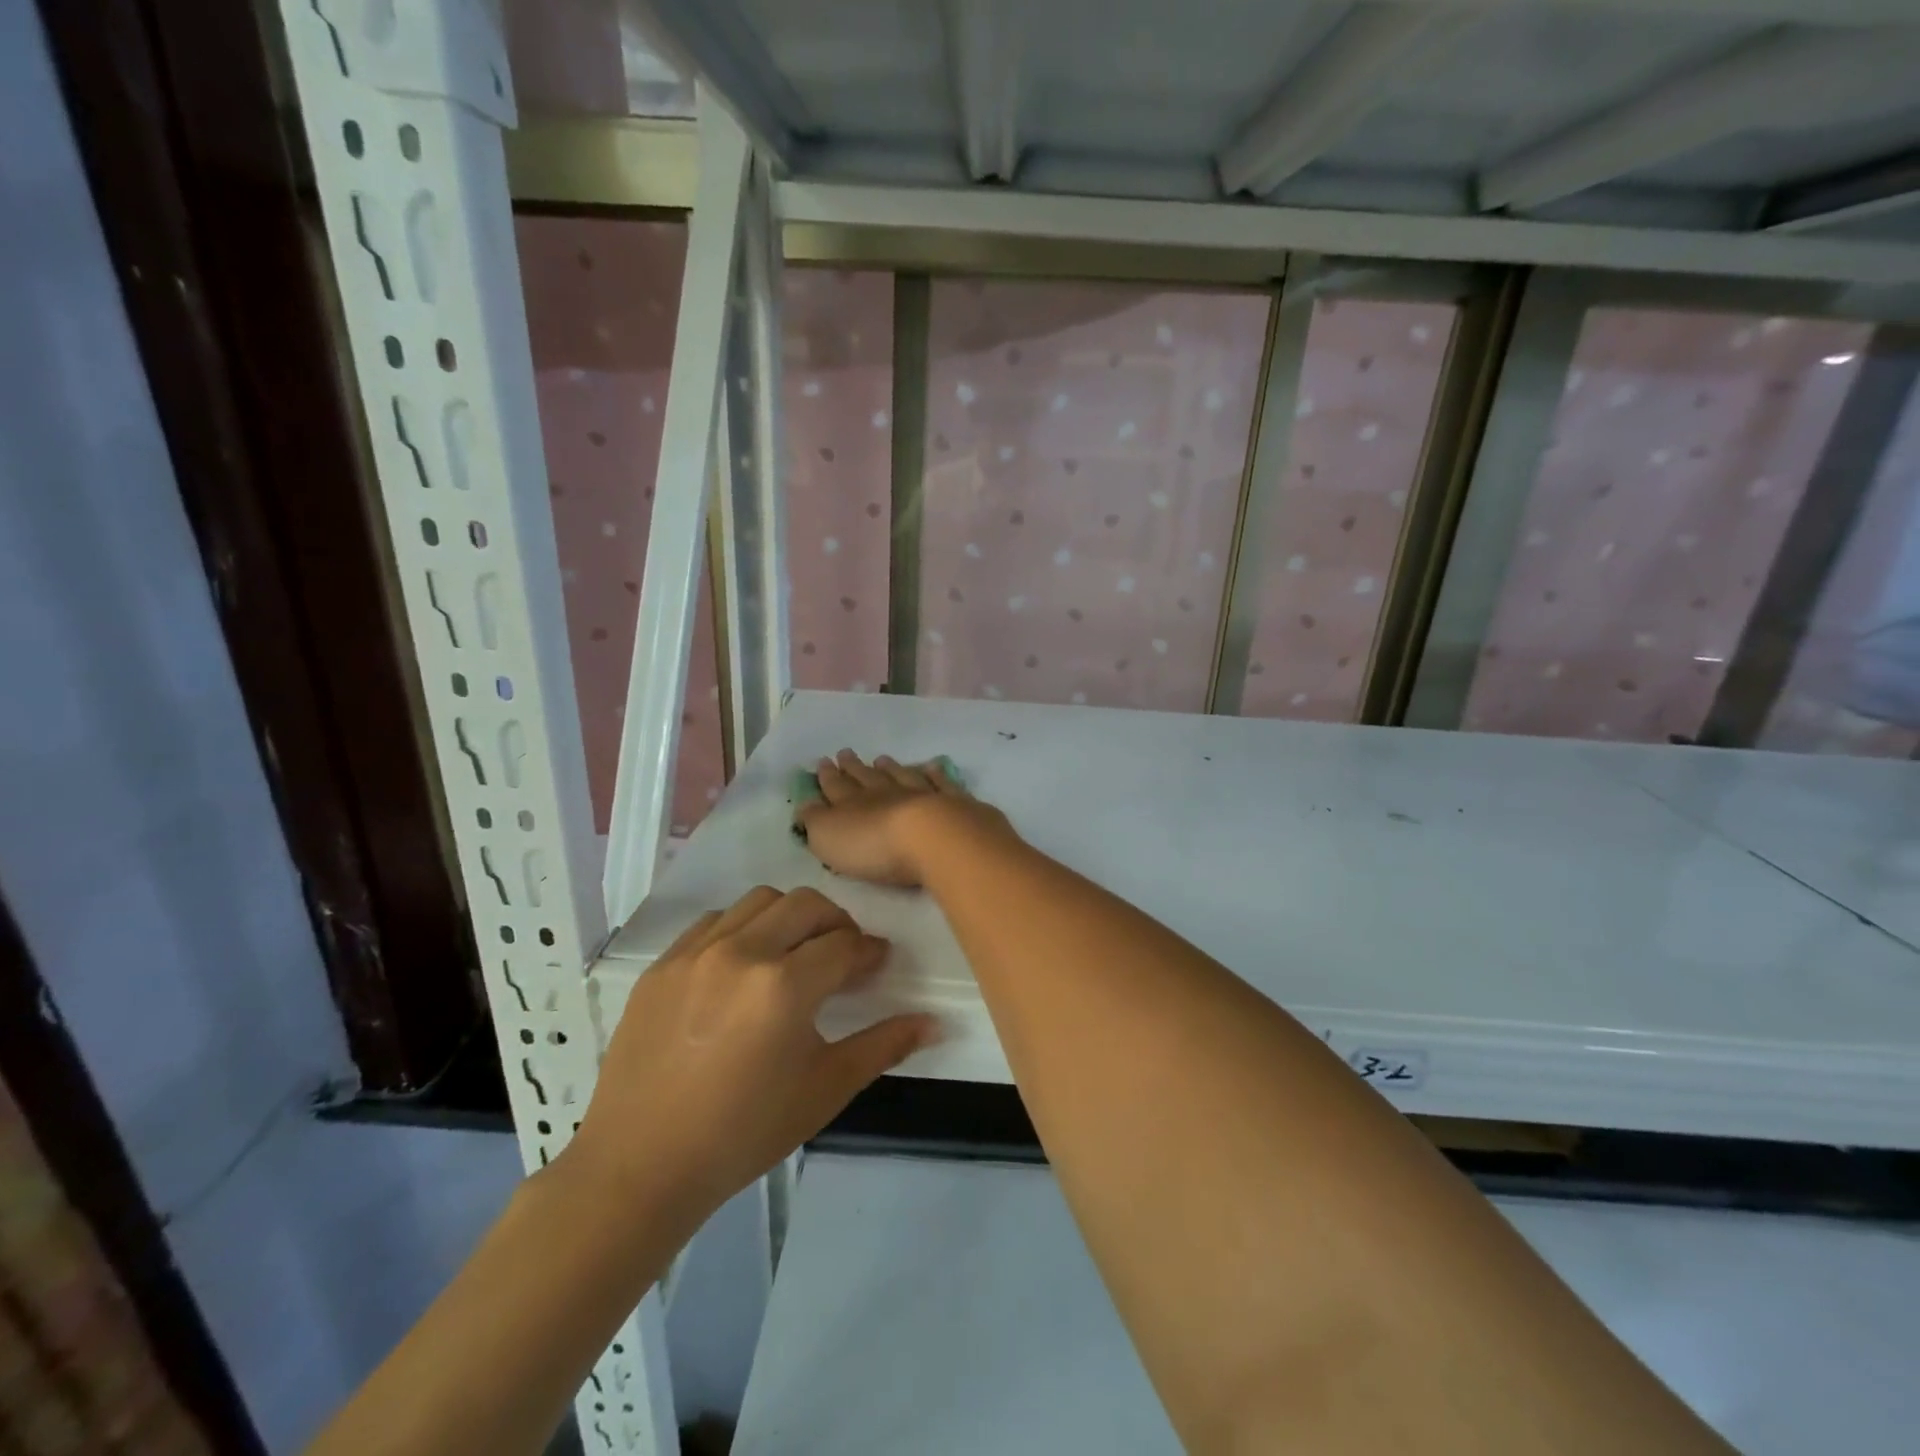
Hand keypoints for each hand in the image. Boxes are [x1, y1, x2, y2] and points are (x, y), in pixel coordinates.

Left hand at [561, 886, 933, 1225]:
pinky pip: (714, 921)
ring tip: (793, 953)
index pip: (844, 944)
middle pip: (806, 904)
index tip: (877, 964)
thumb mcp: (824, 1090)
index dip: (869, 951)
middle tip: (843, 953)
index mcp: (784, 986)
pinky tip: (743, 965)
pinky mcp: (662, 964)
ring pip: (759, 901)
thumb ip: (882, 1046)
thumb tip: (934, 1022)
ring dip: (789, 917)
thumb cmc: (743, 1133)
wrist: (640, 1167)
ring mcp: (695, 953)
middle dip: (836, 922)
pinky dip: (742, 928)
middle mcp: (741, 952)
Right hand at [798, 750, 1009, 886]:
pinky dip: (935, 774)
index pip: (835, 787)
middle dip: (853, 767)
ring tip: (882, 759)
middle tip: (845, 753)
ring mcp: (920, 794)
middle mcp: (885, 793)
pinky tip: (932, 767)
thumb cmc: (873, 845)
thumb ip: (815, 821)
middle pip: (866, 777)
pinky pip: (940, 783)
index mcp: (852, 803)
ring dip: (890, 768)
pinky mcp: (952, 802)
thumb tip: (805, 804)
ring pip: (901, 776)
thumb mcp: (829, 837)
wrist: (932, 838)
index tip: (823, 762)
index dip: (827, 776)